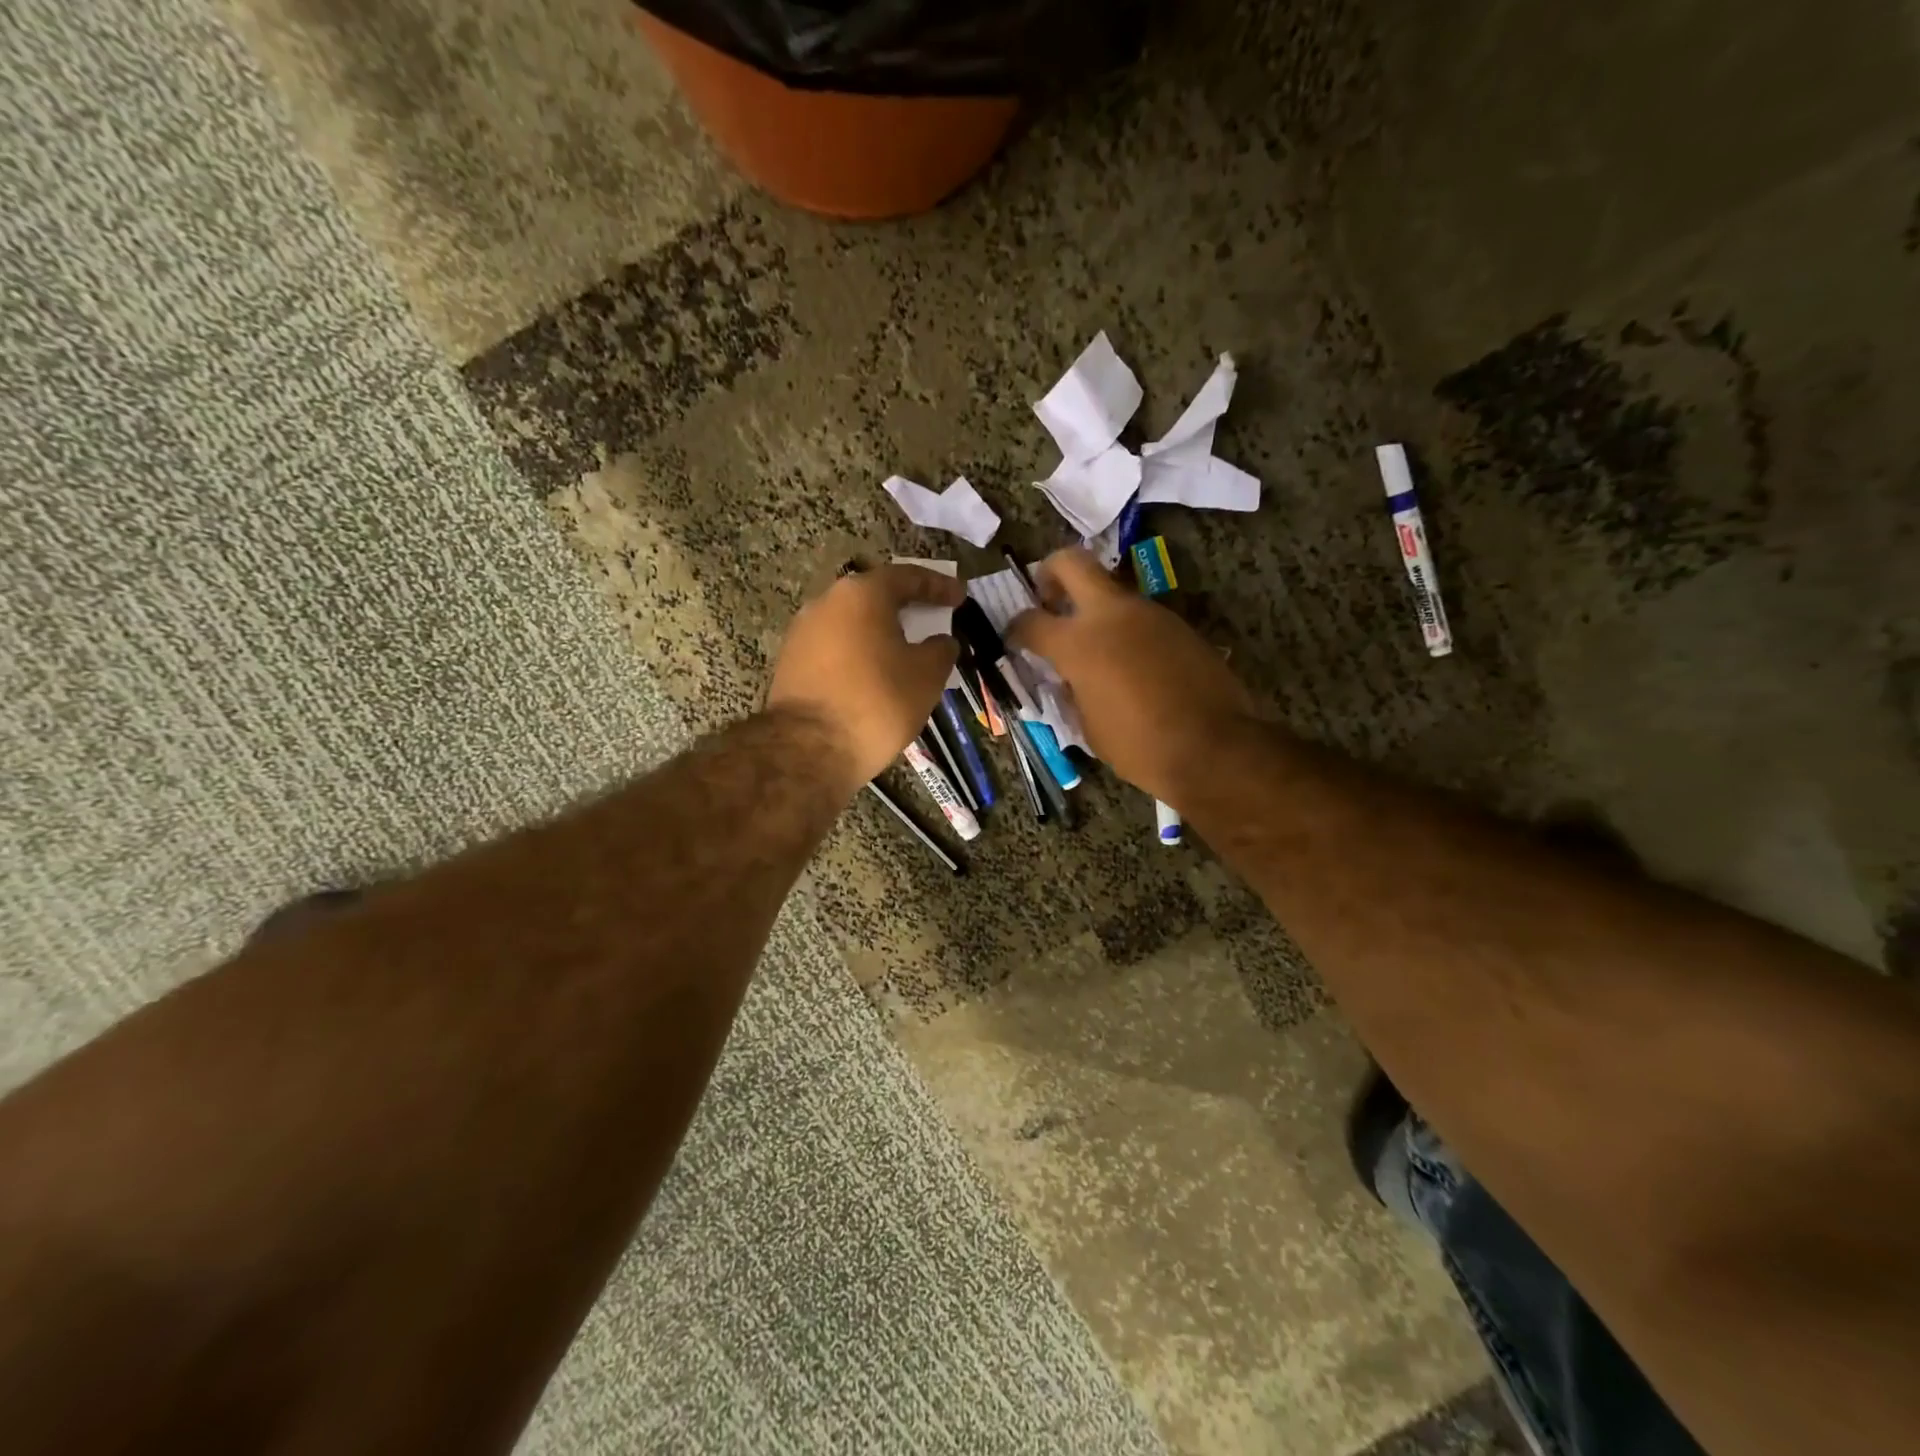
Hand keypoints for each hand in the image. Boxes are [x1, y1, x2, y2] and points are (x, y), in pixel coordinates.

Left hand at [768, 563, 965, 795]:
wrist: (809, 748)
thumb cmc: (877, 702)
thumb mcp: (927, 676)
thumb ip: (941, 650)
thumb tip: (941, 642)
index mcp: (862, 594)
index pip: (907, 577)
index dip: (938, 586)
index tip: (959, 597)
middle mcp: (826, 602)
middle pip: (874, 597)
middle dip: (905, 607)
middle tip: (931, 619)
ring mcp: (803, 632)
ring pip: (852, 623)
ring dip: (880, 633)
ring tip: (904, 652)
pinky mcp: (791, 662)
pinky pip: (835, 648)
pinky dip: (859, 654)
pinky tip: (874, 675)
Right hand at [1008, 549, 1258, 803]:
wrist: (1214, 747)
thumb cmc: (1139, 746)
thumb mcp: (1088, 727)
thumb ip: (1071, 692)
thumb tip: (1068, 678)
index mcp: (1078, 643)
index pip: (1030, 621)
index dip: (1015, 628)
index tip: (1013, 638)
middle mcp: (1111, 615)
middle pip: (1071, 563)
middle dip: (1050, 573)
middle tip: (1046, 598)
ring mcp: (1149, 614)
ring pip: (1111, 591)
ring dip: (1094, 609)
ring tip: (1094, 647)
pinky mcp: (1179, 625)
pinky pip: (1140, 617)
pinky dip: (1126, 630)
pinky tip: (1131, 664)